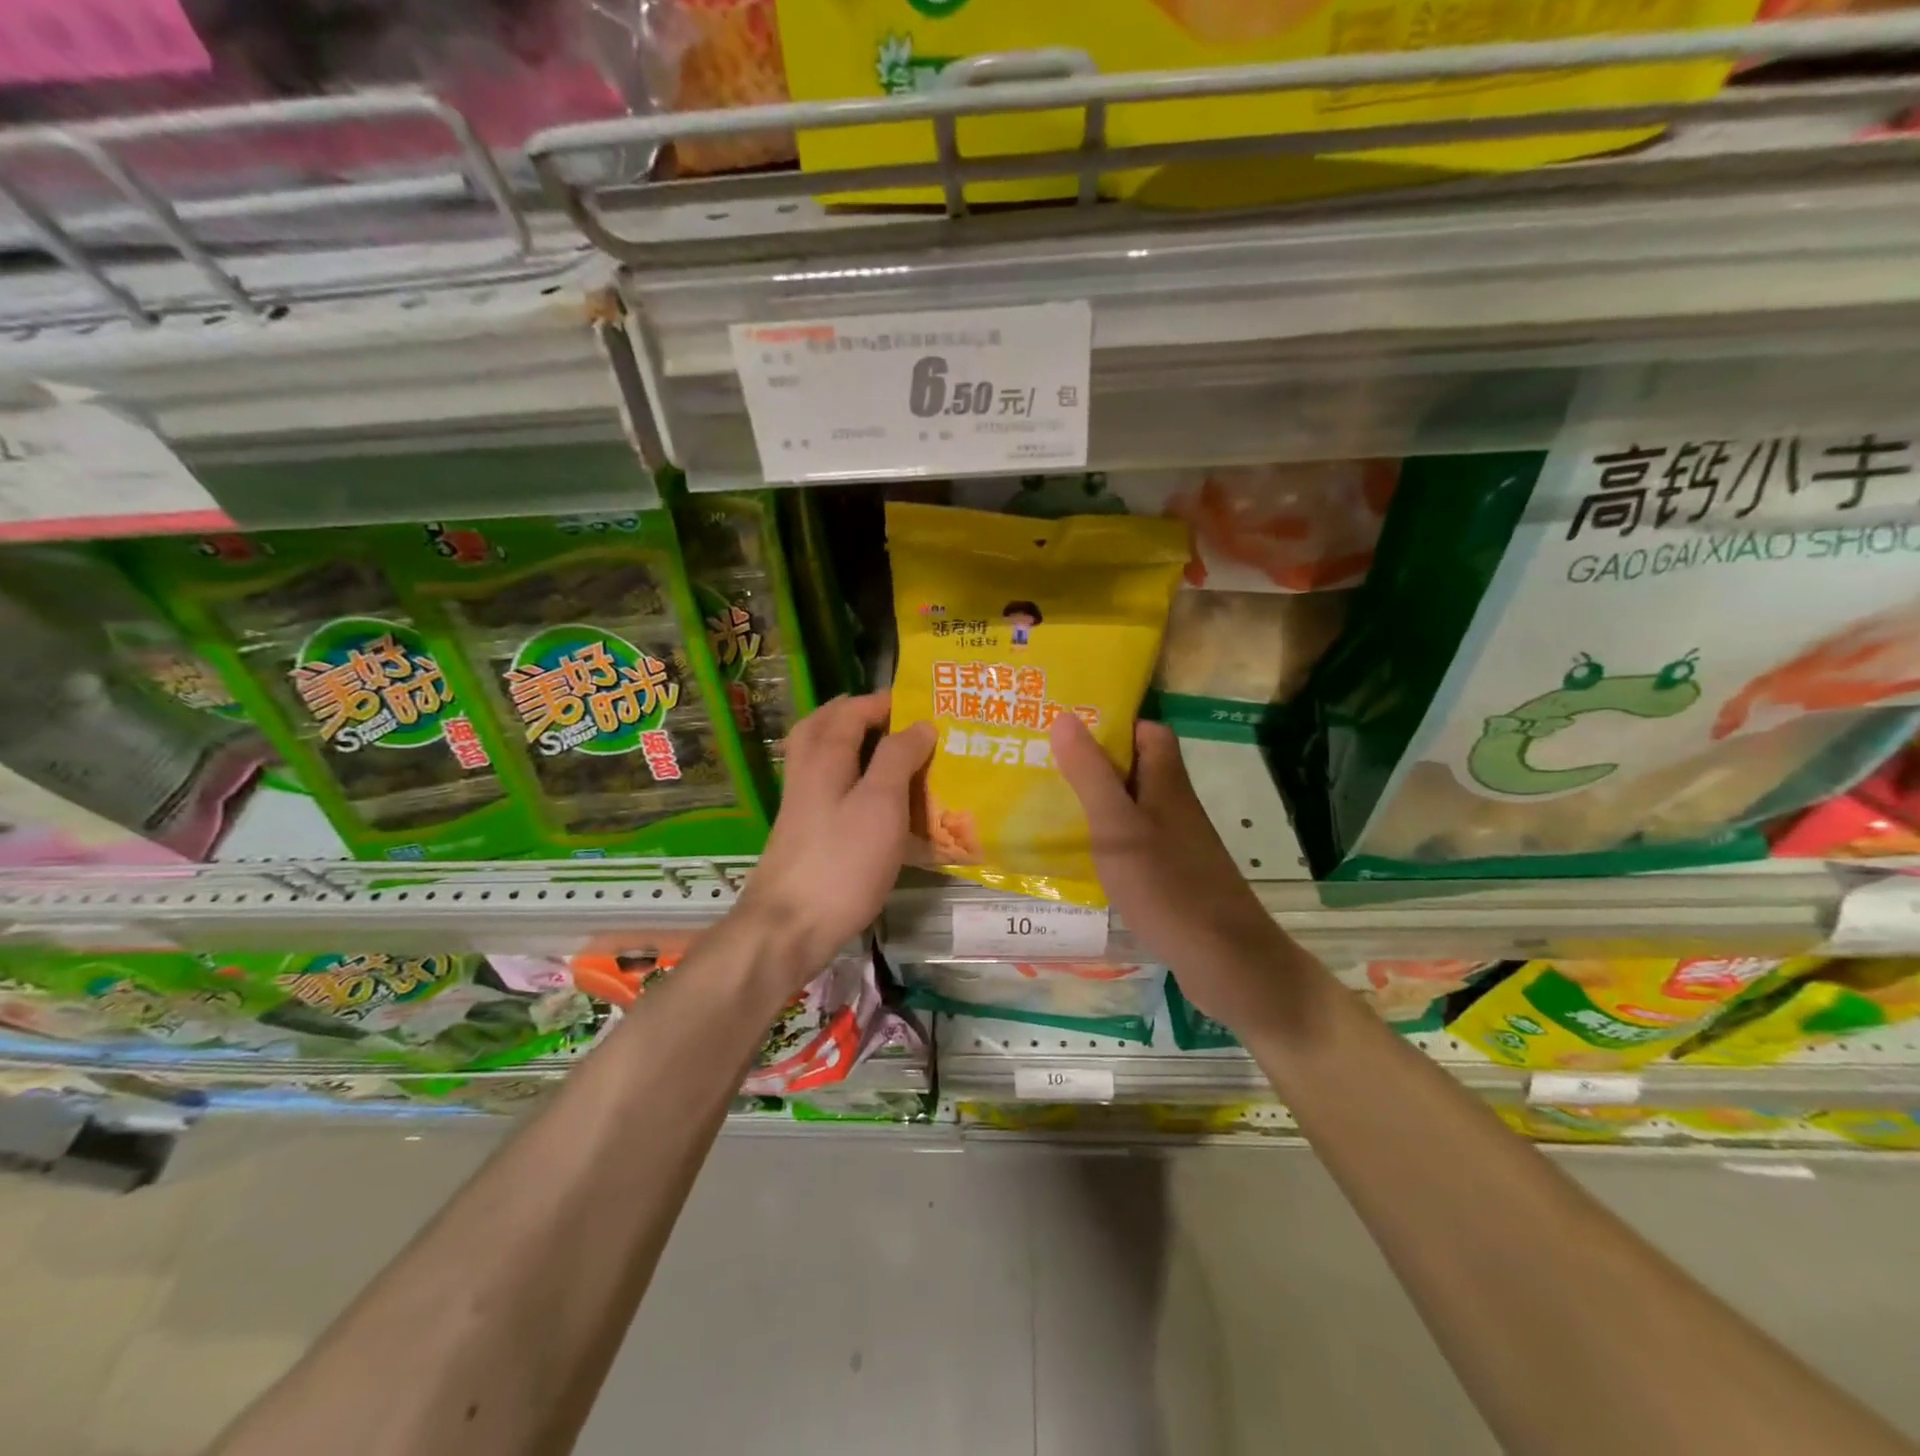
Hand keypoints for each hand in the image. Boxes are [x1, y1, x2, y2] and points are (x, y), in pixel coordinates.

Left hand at [735, 692, 934, 983]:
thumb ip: (898, 758)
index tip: (919, 702)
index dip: (883, 701)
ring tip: (888, 752)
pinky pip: (829, 791)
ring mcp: (802, 808)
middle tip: (891, 717)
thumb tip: (919, 723)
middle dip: (855, 714)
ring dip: (851, 745)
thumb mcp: (881, 803)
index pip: (850, 711)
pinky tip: (875, 801)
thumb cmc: (842, 860)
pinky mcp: (807, 837)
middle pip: (822, 727)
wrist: (790, 927)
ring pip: (823, 760)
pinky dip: (851, 780)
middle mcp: (807, 775)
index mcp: (824, 758)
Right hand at [1048, 713, 1306, 1034]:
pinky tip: (1076, 855)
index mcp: (1166, 783)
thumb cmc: (1168, 885)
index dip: (1115, 723)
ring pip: (1132, 807)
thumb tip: (1065, 718)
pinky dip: (1106, 840)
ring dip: (1097, 802)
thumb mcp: (1118, 826)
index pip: (1149, 732)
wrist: (1225, 960)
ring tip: (1046, 803)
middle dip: (1094, 762)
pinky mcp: (1171, 876)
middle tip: (1042, 763)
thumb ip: (1091, 774)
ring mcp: (1175, 843)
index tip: (1069, 725)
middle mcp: (1174, 806)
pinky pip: (1133, 842)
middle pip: (1137, 769)